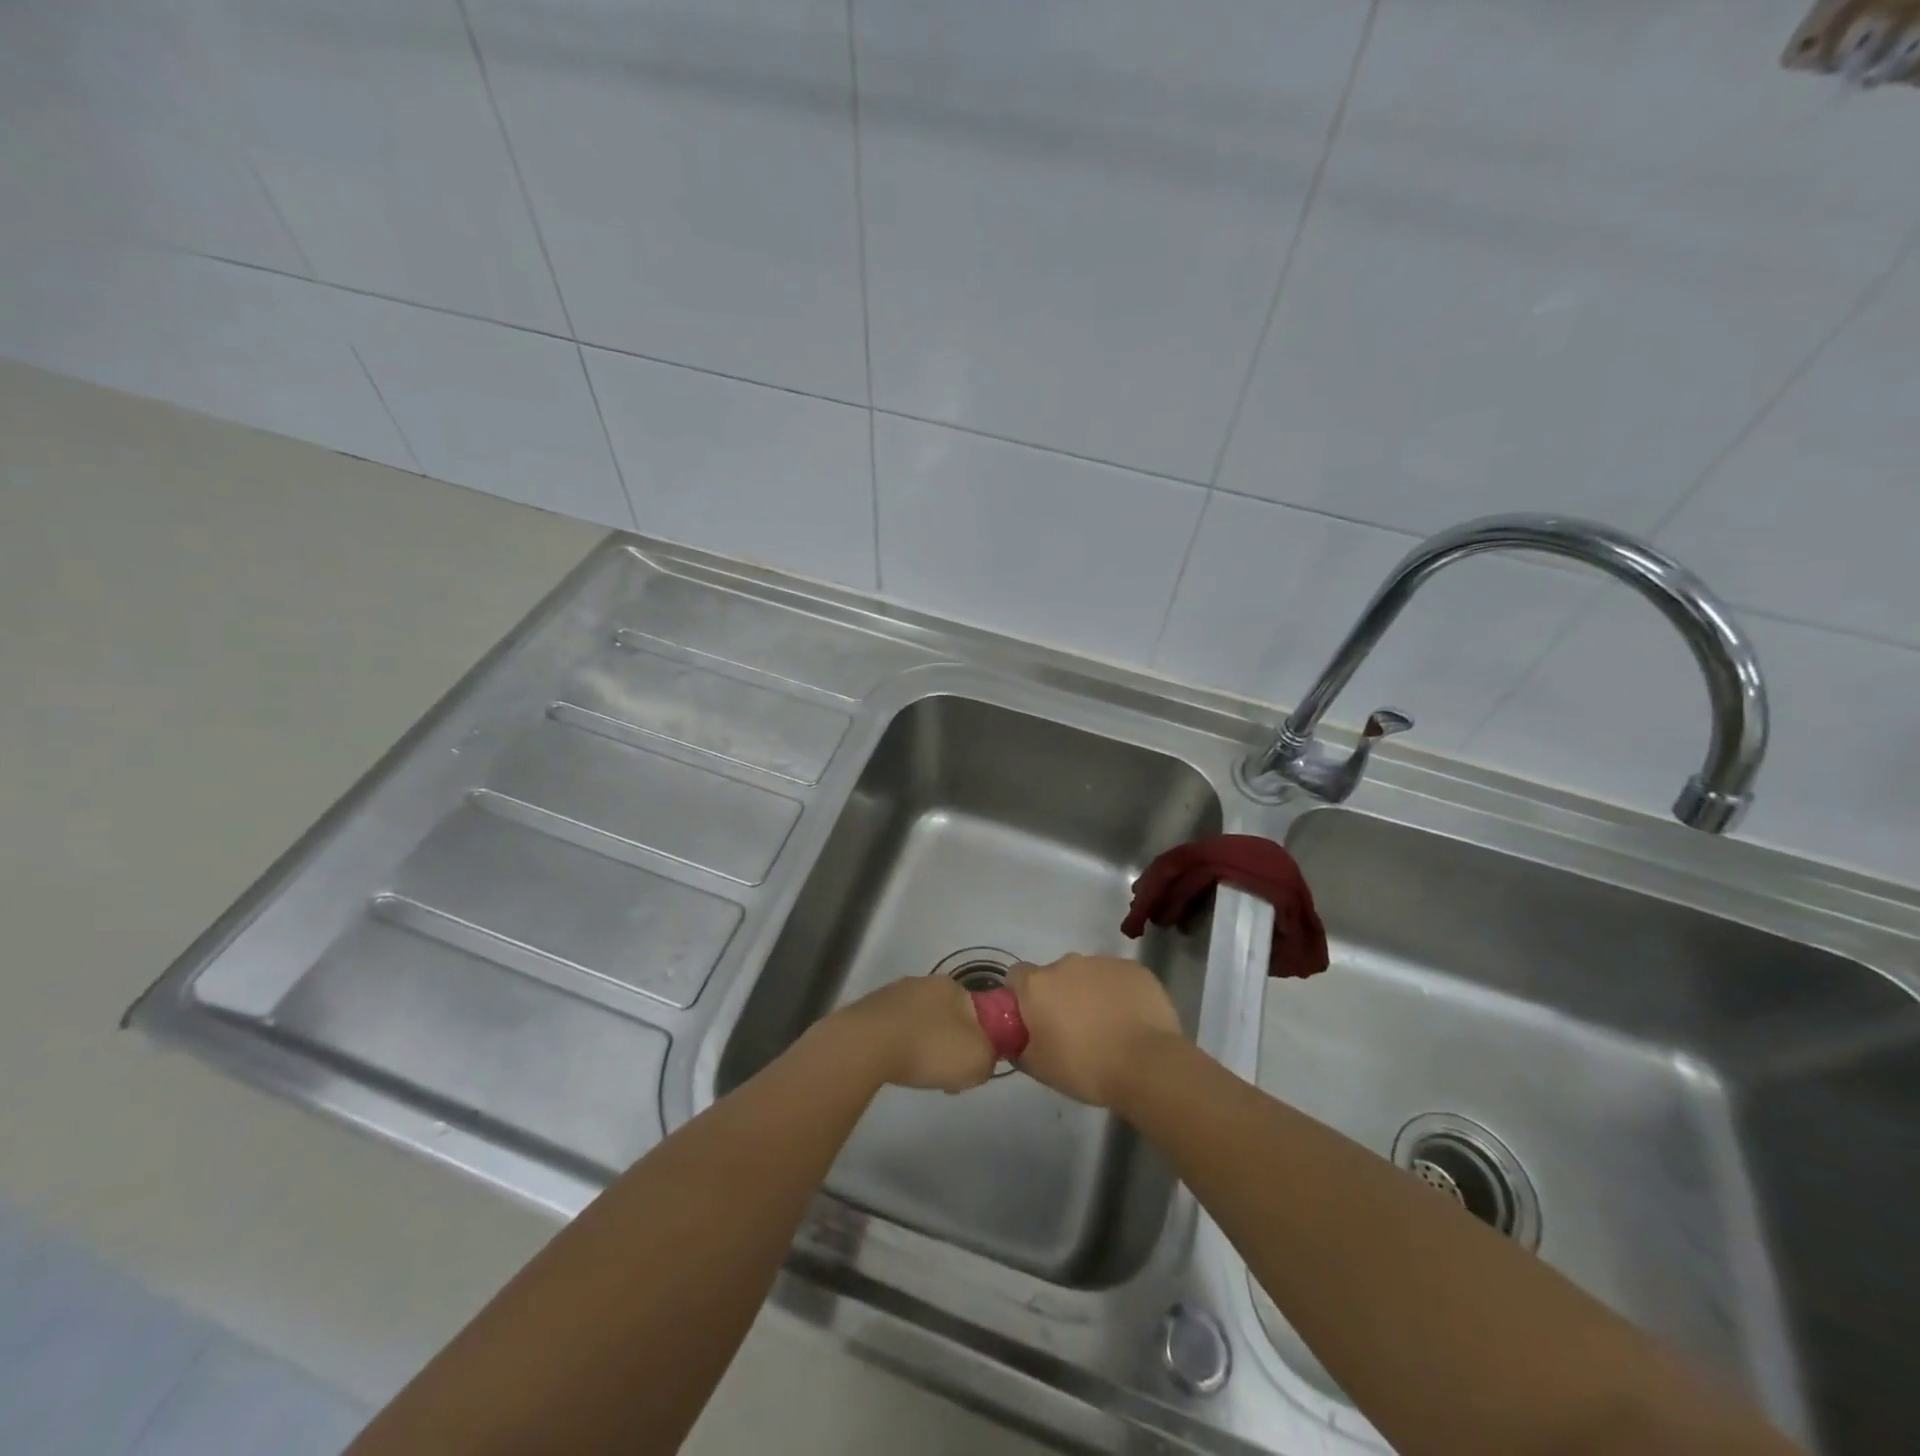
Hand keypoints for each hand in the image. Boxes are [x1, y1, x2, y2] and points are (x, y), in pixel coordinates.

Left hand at [832, 975, 997, 1092]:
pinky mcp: (869, 1009)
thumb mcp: (978, 1060)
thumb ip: (990, 1059)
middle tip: (946, 1075)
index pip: (977, 1012)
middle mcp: (924, 982)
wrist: (867, 1045)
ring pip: (919, 1024)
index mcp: (954, 986)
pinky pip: (893, 1031)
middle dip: (949, 1046)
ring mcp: (894, 993)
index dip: (980, 1041)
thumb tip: (982, 1059)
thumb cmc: (930, 1048)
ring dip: (922, 1047)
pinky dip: (897, 1048)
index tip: (972, 1065)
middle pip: (948, 1018)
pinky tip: (893, 1066)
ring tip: (916, 1075)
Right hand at [1009, 954, 1181, 1107]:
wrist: (1148, 1064)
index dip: (1022, 998)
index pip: (1017, 977)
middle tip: (1072, 1032)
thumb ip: (1018, 1047)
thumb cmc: (1085, 1066)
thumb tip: (1014, 1040)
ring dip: (1089, 994)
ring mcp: (1103, 963)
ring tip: (1106, 1029)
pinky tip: (1129, 1021)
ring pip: (1087, 976)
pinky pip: (1117, 979)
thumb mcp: (1039, 1068)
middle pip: (1055, 976)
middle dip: (1059, 997)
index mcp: (1038, 984)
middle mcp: (1067, 963)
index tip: (1033, 1022)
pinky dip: (1118, 994)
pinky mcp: (1135, 969)